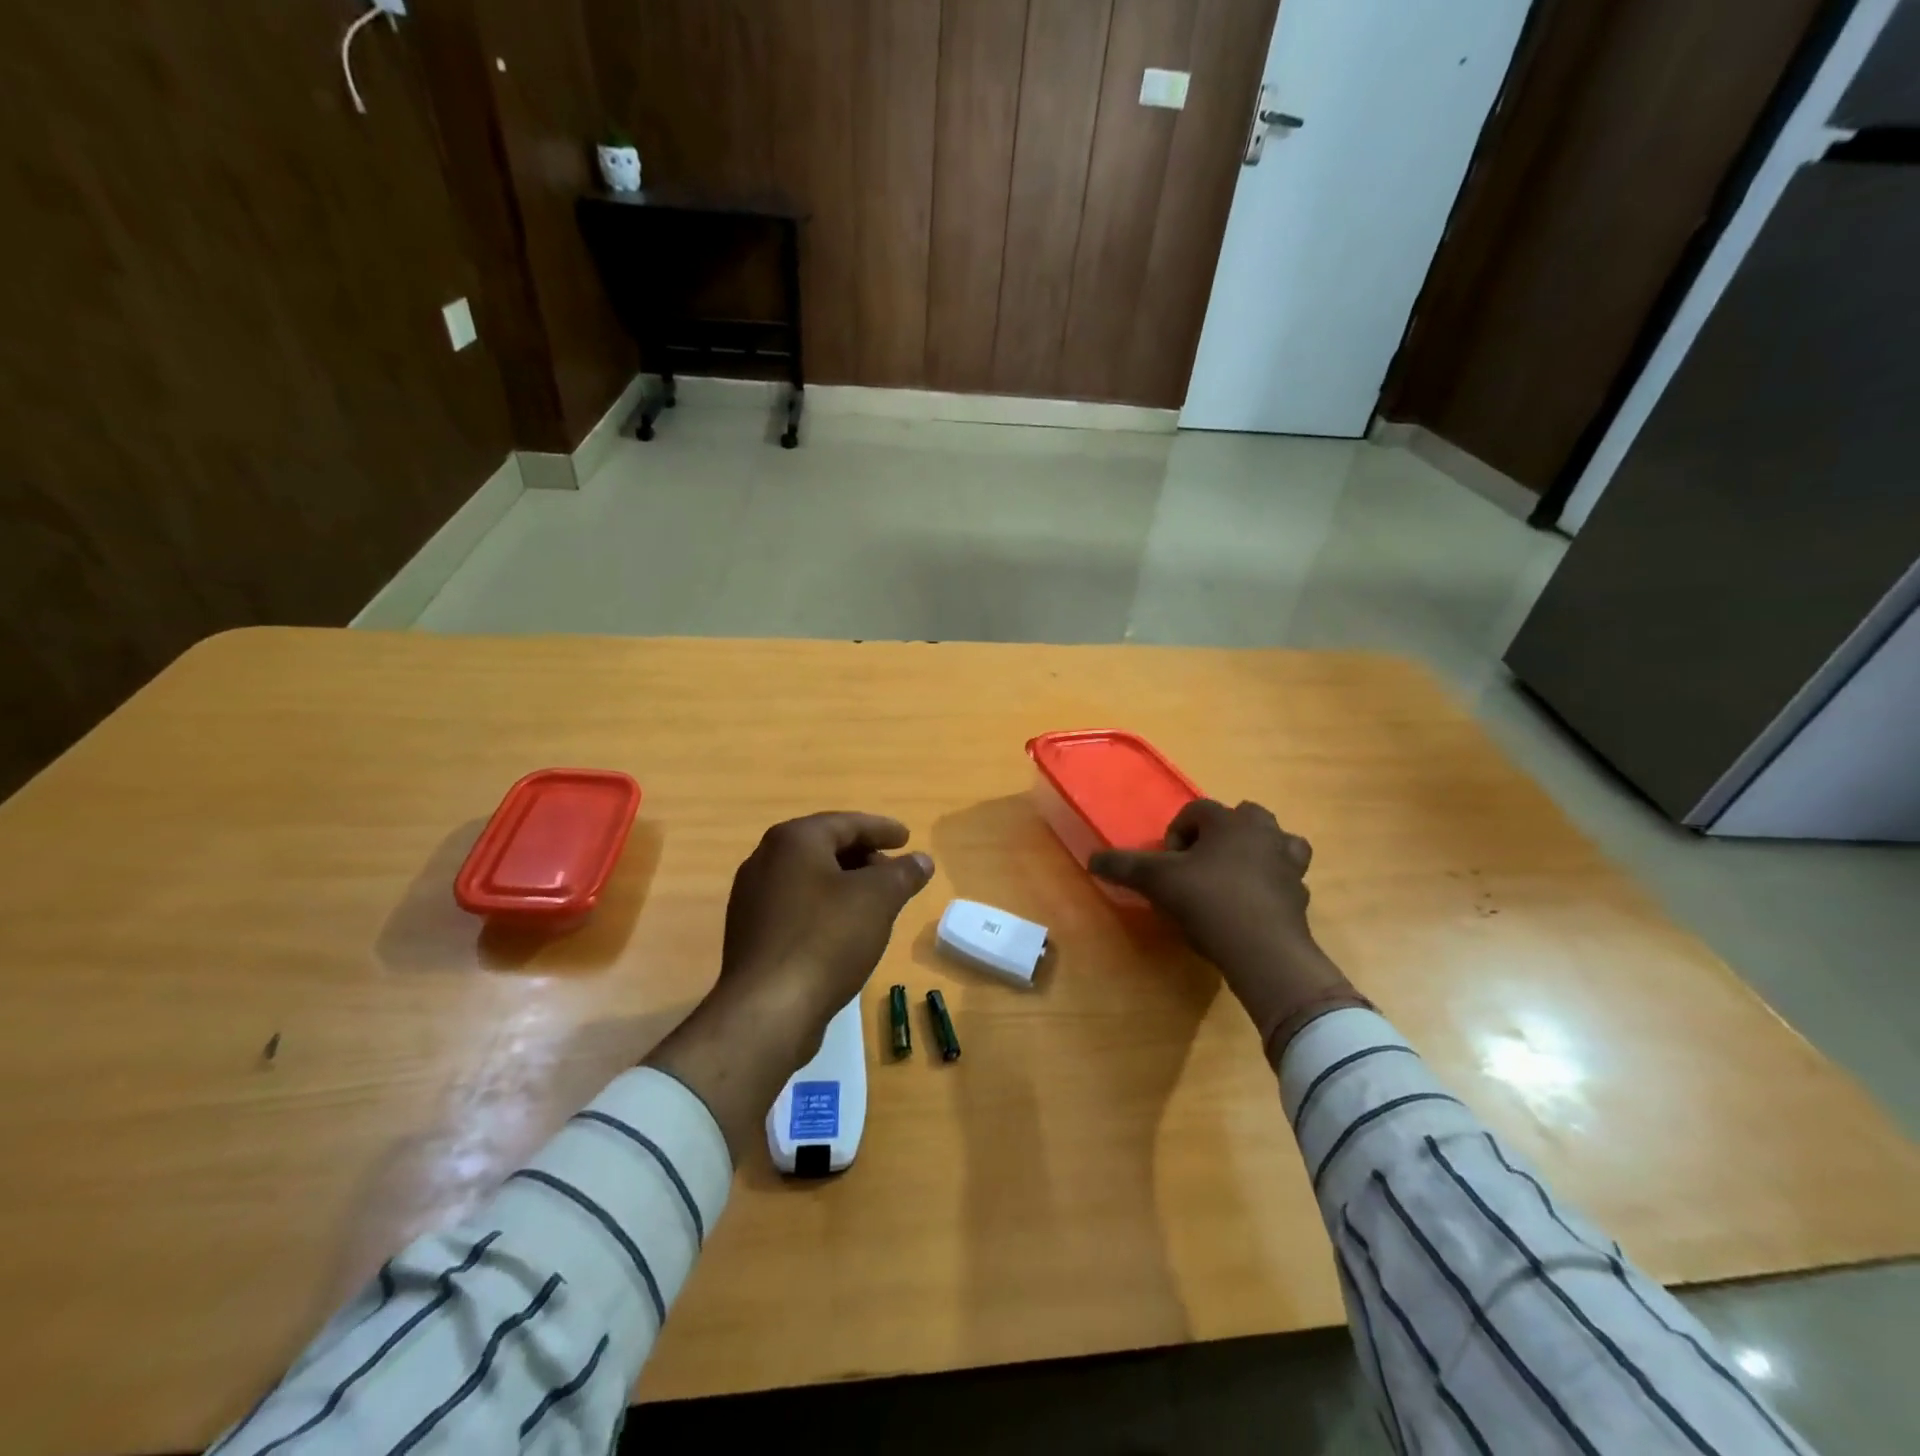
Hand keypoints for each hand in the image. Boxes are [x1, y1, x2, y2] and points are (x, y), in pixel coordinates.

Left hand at [646, 812, 932, 1159]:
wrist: (768, 1009)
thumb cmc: (827, 939)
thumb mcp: (878, 899)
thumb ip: (903, 873)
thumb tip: (921, 860)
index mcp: (794, 840)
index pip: (846, 823)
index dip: (881, 829)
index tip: (907, 837)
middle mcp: (766, 860)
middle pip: (824, 847)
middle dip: (862, 856)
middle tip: (893, 870)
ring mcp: (752, 898)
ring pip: (809, 878)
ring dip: (844, 883)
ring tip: (875, 901)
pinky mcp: (751, 933)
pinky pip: (796, 906)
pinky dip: (824, 907)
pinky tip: (845, 930)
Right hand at [1090, 799, 1364, 1061]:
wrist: (1264, 952)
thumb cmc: (1208, 902)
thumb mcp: (1157, 882)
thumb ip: (1124, 866)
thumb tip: (1092, 859)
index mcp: (1229, 821)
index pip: (1196, 810)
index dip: (1175, 834)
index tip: (1167, 864)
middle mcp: (1264, 832)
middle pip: (1240, 818)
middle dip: (1218, 837)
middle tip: (1199, 867)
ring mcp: (1288, 863)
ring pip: (1273, 843)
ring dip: (1254, 854)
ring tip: (1231, 880)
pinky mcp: (1301, 895)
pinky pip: (1285, 879)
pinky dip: (1270, 886)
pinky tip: (1250, 908)